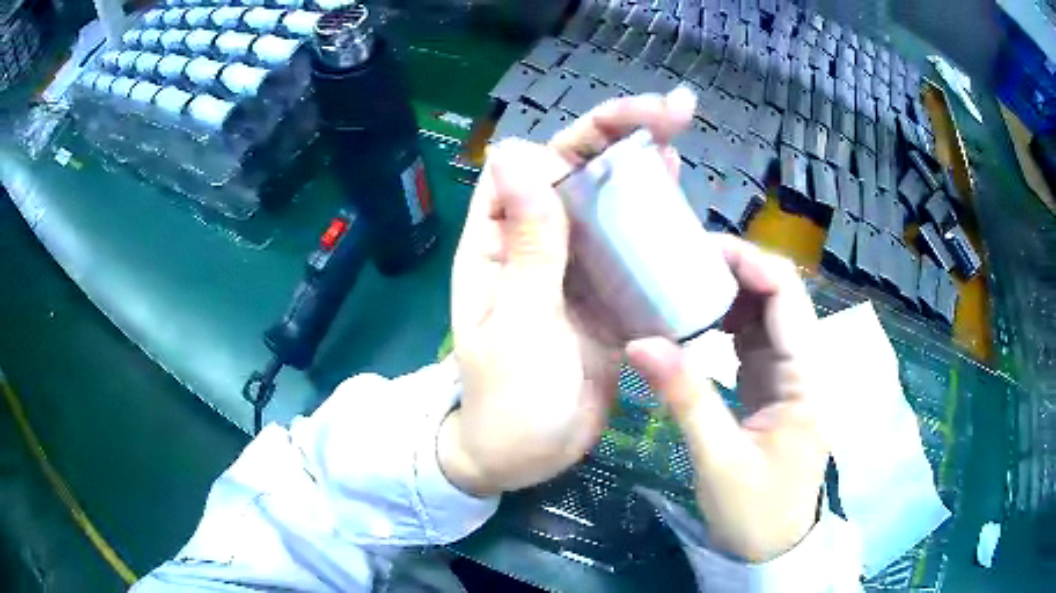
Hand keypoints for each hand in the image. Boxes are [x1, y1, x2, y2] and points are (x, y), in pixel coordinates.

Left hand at [439, 90, 696, 496]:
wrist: (526, 455)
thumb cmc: (507, 398)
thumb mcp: (518, 322)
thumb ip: (528, 242)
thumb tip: (516, 151)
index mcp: (500, 241)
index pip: (535, 165)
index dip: (580, 135)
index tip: (632, 121)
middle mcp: (537, 242)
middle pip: (580, 173)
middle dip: (624, 135)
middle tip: (679, 111)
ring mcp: (576, 267)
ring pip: (610, 204)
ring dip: (644, 170)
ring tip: (683, 137)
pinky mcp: (607, 294)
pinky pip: (633, 249)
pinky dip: (656, 223)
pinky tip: (683, 201)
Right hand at [627, 236, 828, 561]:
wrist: (773, 547)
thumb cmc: (755, 512)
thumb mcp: (719, 459)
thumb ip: (685, 397)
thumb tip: (638, 342)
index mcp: (806, 377)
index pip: (785, 295)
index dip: (747, 262)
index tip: (696, 250)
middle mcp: (805, 364)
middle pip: (777, 294)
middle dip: (733, 269)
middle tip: (678, 261)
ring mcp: (789, 374)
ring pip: (764, 313)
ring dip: (727, 293)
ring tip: (679, 281)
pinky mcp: (773, 385)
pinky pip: (752, 338)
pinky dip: (723, 322)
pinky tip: (692, 319)